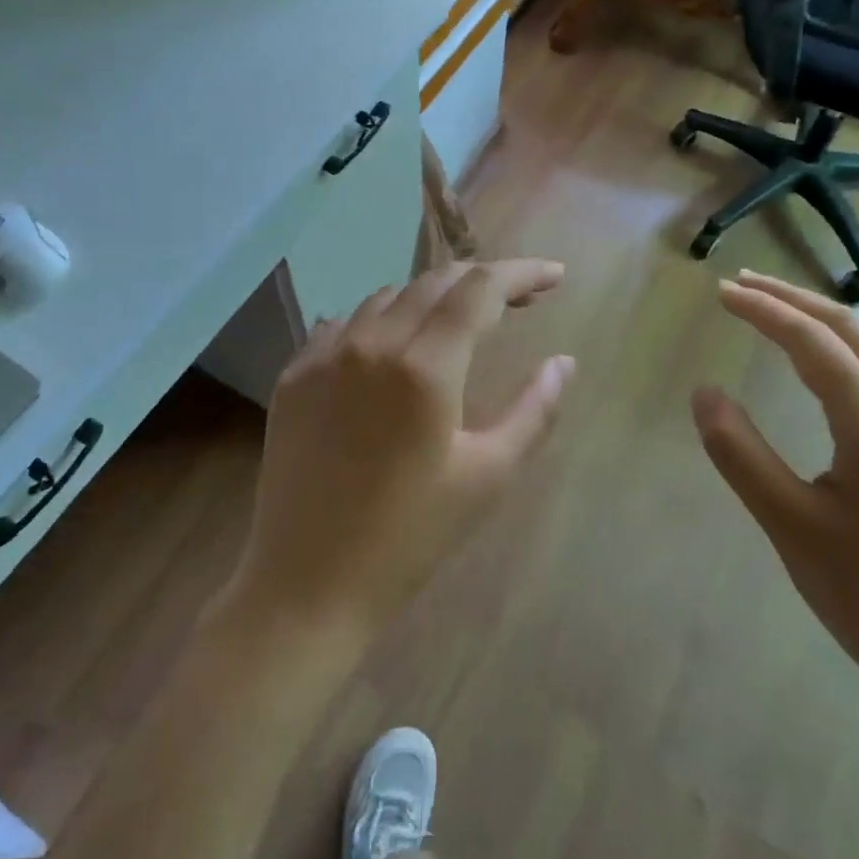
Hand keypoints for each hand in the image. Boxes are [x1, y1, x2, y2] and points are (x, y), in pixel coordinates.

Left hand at [228, 259, 574, 635]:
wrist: (306, 585)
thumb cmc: (410, 537)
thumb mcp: (487, 476)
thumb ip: (534, 410)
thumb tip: (564, 362)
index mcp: (424, 365)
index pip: (480, 289)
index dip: (523, 274)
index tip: (555, 277)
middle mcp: (371, 342)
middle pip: (436, 281)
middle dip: (483, 281)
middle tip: (519, 301)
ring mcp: (324, 354)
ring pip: (388, 297)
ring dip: (432, 300)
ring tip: (459, 325)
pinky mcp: (294, 374)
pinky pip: (345, 323)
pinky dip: (381, 322)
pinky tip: (393, 347)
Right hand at [691, 271, 858, 717]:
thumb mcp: (789, 524)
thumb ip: (740, 452)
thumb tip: (703, 391)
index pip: (812, 342)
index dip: (763, 310)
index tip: (720, 291)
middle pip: (850, 329)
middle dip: (792, 299)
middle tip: (741, 284)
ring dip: (824, 318)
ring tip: (779, 309)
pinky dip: (850, 345)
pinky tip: (832, 362)